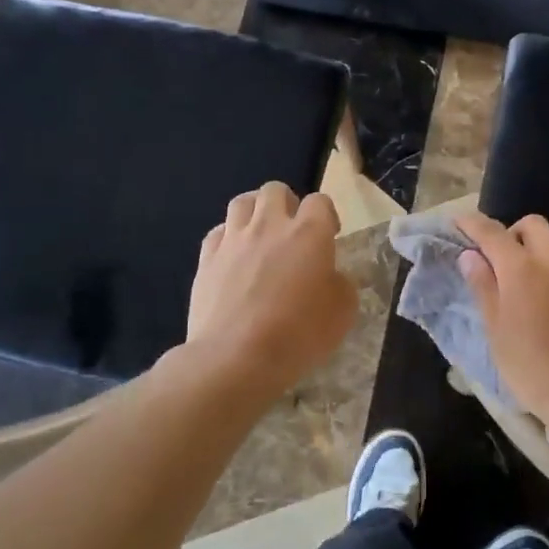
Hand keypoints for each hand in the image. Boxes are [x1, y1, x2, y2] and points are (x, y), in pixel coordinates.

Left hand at [188, 183, 355, 392]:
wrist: (236, 358)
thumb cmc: (298, 334)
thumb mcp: (342, 313)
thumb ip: (340, 284)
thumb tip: (330, 276)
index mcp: (309, 233)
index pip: (320, 201)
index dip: (326, 215)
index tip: (329, 236)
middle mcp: (269, 225)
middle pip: (275, 190)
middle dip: (287, 204)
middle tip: (292, 232)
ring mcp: (234, 239)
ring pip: (242, 202)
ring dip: (254, 212)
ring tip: (260, 236)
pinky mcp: (206, 259)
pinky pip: (218, 232)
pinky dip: (228, 238)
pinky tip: (233, 258)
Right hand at [455, 212, 548, 430]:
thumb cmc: (532, 369)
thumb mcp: (496, 332)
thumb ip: (483, 288)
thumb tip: (470, 256)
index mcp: (522, 270)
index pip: (492, 233)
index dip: (472, 223)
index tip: (457, 222)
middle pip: (533, 225)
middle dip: (512, 232)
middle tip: (499, 259)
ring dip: (541, 251)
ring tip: (531, 280)